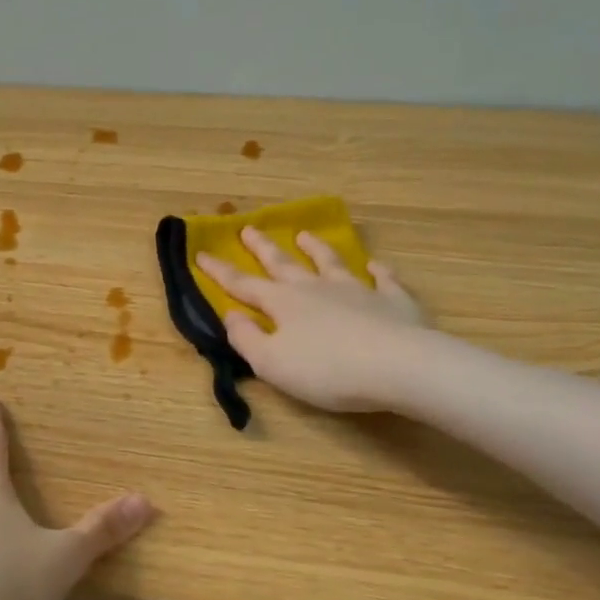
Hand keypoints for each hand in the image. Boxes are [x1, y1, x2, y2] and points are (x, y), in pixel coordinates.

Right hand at [197, 227, 429, 411]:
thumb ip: (246, 339)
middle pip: (284, 264)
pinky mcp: (393, 301)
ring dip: (316, 249)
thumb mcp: (271, 363)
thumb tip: (232, 315)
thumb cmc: (326, 370)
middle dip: (263, 248)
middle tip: (249, 228)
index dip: (221, 271)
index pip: (244, 285)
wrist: (397, 366)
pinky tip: (376, 266)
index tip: (202, 253)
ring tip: (305, 235)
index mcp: (284, 304)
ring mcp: (357, 291)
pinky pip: (384, 280)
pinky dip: (378, 271)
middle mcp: (316, 289)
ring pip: (331, 263)